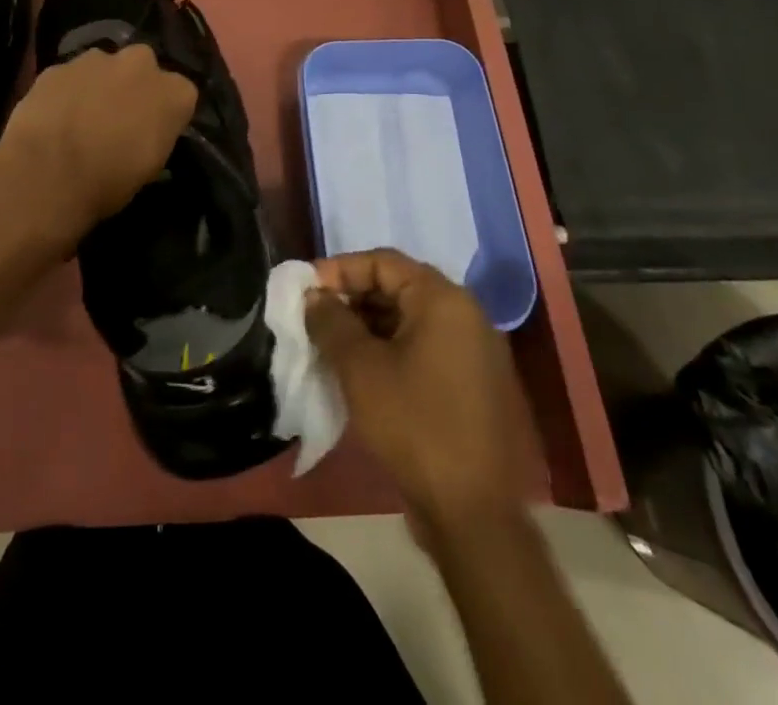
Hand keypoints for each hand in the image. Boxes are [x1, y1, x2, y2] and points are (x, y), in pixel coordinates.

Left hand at [0, 44, 197, 240]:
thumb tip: (144, 133)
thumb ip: (154, 136)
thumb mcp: (149, 169)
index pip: (180, 94)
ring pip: (104, 67)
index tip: (151, 132)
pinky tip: (54, 118)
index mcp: (174, 92)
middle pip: (143, 68)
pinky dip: (66, 91)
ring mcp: (97, 59)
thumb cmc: (109, 181)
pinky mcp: (59, 65)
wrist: (47, 173)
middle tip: (117, 119)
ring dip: (98, 85)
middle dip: (133, 86)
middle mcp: (141, 64)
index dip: (164, 113)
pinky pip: (69, 76)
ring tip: (80, 119)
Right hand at [306, 249, 532, 536]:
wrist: (472, 515)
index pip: (383, 262)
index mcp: (443, 300)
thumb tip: (314, 296)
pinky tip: (358, 370)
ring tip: (328, 343)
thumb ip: (331, 322)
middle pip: (398, 287)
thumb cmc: (413, 424)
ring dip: (367, 325)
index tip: (305, 287)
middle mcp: (465, 316)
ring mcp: (473, 352)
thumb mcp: (360, 368)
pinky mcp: (471, 385)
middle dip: (352, 298)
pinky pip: (423, 348)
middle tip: (313, 315)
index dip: (339, 269)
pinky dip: (389, 349)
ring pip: (409, 320)